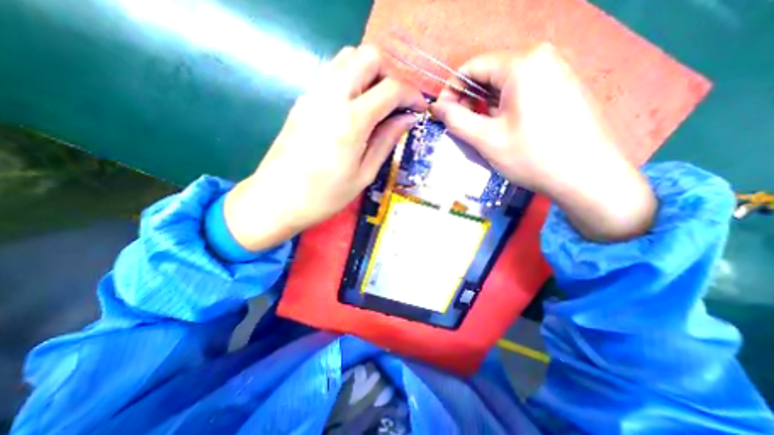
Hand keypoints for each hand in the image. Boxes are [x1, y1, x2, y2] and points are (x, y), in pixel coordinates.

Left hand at [223, 45, 429, 249]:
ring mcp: (313, 94)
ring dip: (369, 74)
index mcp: (351, 120)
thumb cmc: (325, 195)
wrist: (277, 199)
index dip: (411, 94)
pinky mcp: (303, 100)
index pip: (390, 88)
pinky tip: (355, 107)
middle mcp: (331, 96)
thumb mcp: (364, 174)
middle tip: (396, 104)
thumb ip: (387, 141)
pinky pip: (332, 74)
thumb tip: (407, 118)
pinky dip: (351, 80)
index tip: (419, 109)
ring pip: (347, 58)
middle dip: (390, 75)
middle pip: (368, 56)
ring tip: (377, 104)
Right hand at [429, 44, 651, 240]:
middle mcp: (541, 58)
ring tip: (482, 130)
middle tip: (460, 126)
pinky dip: (504, 106)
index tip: (442, 114)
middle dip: (468, 99)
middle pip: (488, 74)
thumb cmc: (532, 157)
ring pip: (504, 83)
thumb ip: (456, 120)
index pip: (471, 67)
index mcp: (521, 64)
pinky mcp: (562, 86)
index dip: (450, 90)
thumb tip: (436, 108)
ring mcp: (556, 70)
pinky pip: (521, 90)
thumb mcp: (486, 139)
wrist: (587, 176)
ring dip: (485, 105)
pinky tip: (503, 127)